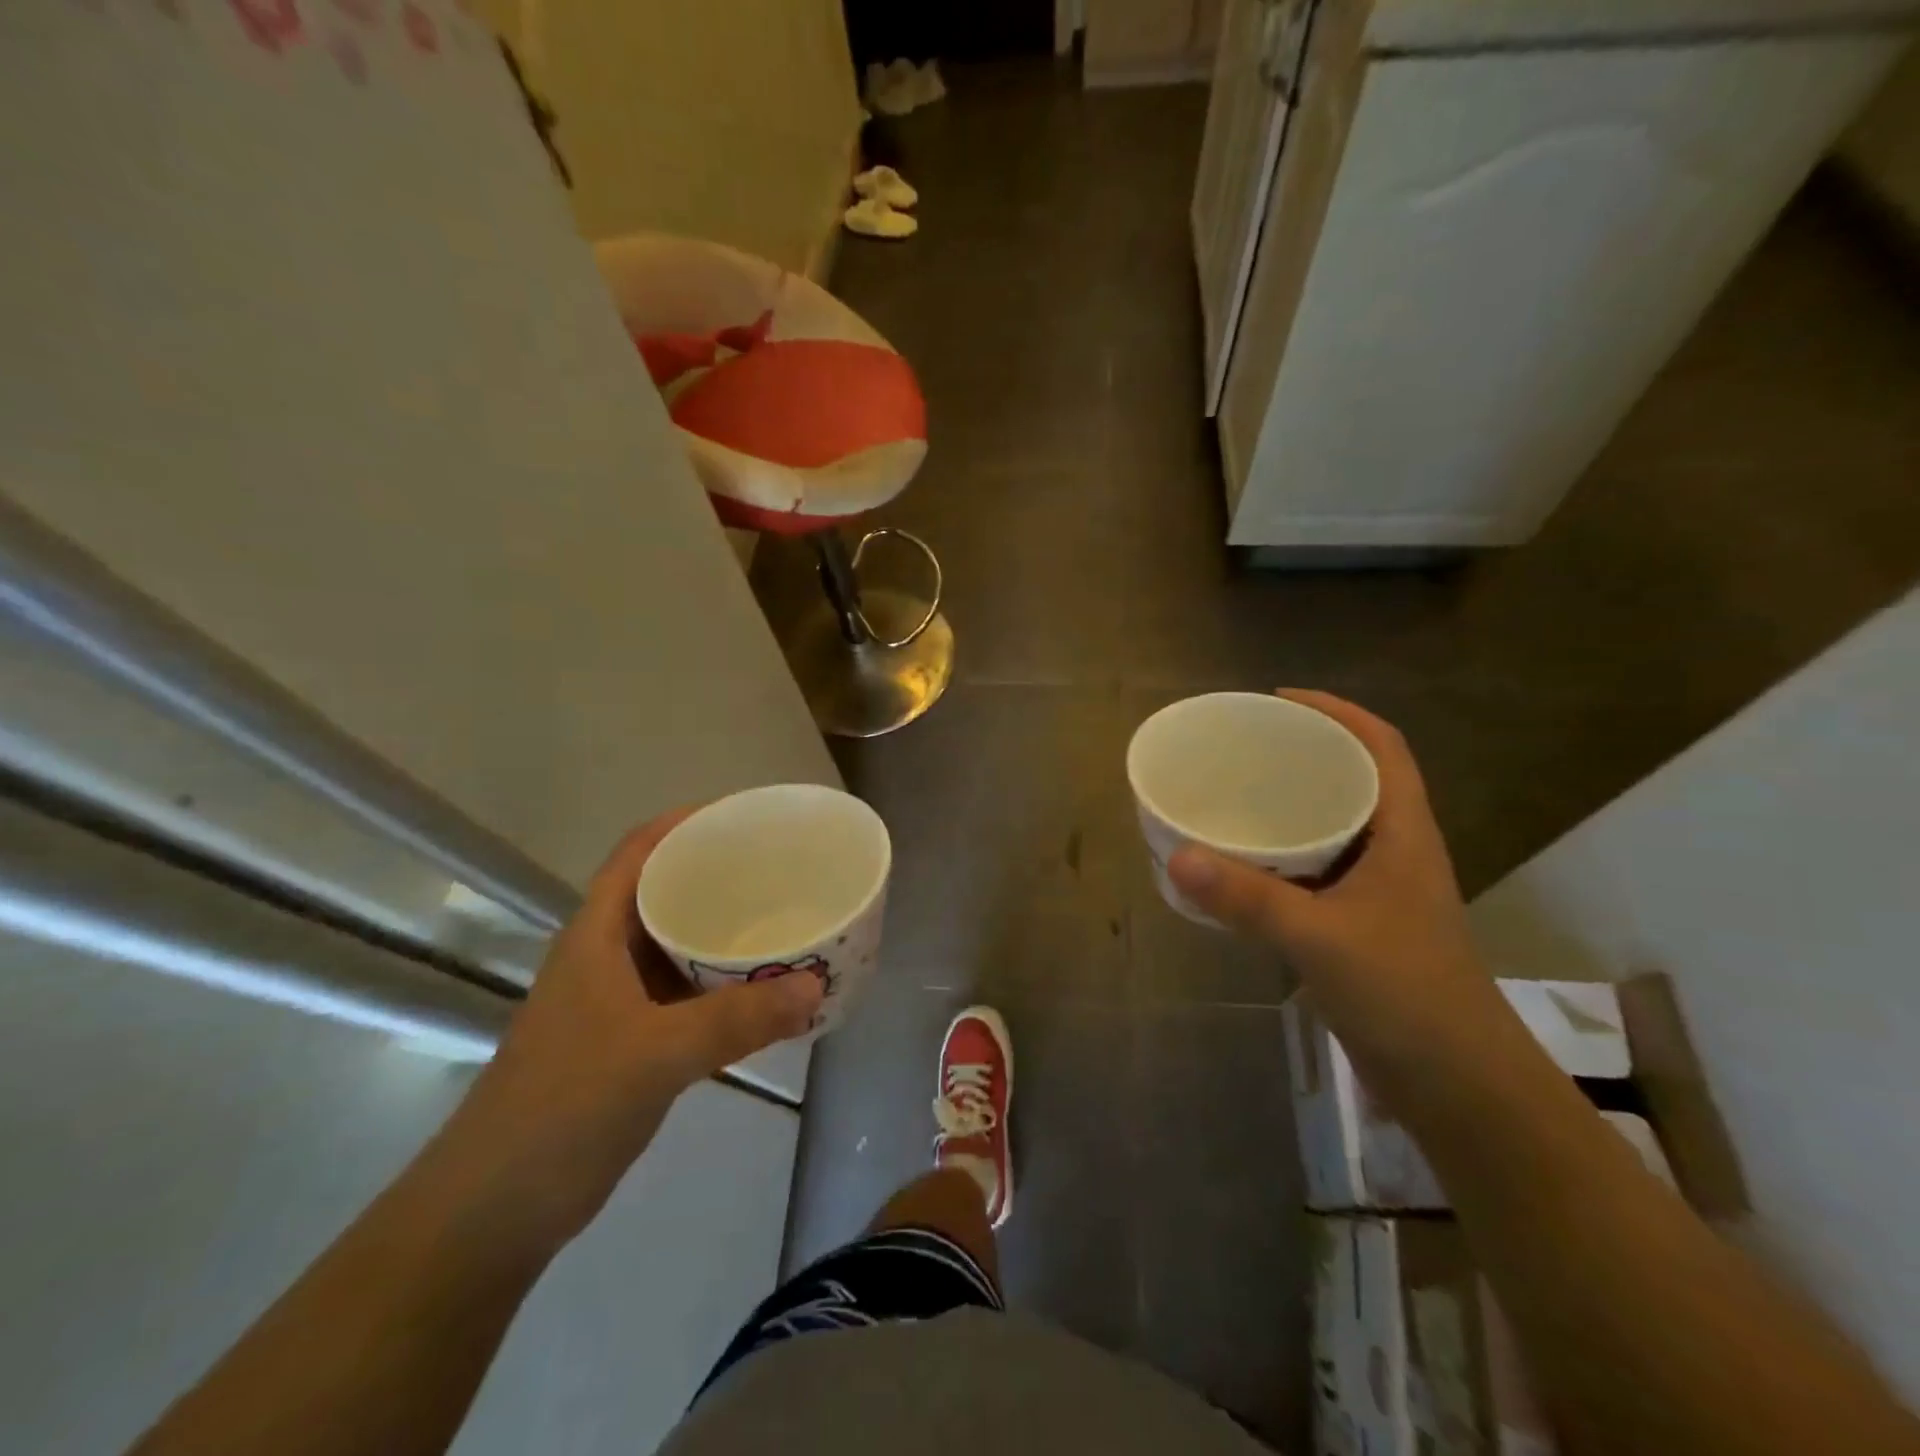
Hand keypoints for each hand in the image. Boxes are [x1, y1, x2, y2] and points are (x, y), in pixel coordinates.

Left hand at [452, 808, 822, 1244]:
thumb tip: (814, 985)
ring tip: (785, 920)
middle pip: (665, 893)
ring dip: (726, 934)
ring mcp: (618, 1002)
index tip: (744, 816)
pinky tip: (766, 993)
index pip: (639, 852)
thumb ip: (736, 1019)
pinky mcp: (632, 1042)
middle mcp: (607, 957)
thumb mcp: (654, 1054)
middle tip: (782, 869)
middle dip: (719, 875)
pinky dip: (725, 988)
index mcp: (597, 935)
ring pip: (680, 947)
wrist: (495, 1209)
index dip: (684, 823)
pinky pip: (688, 995)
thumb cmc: (563, 1106)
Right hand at [1167, 691, 1505, 1093]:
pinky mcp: (1360, 926)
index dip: (1339, 712)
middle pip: (1354, 780)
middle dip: (1305, 753)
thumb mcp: (1321, 938)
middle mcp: (1395, 852)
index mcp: (1404, 835)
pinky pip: (1315, 872)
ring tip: (1234, 796)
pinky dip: (1280, 859)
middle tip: (1244, 747)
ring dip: (1290, 808)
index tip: (1281, 700)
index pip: (1381, 748)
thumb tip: (1177, 857)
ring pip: (1333, 828)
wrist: (1458, 1084)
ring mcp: (1379, 892)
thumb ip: (1248, 898)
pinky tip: (1241, 868)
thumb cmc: (1406, 994)